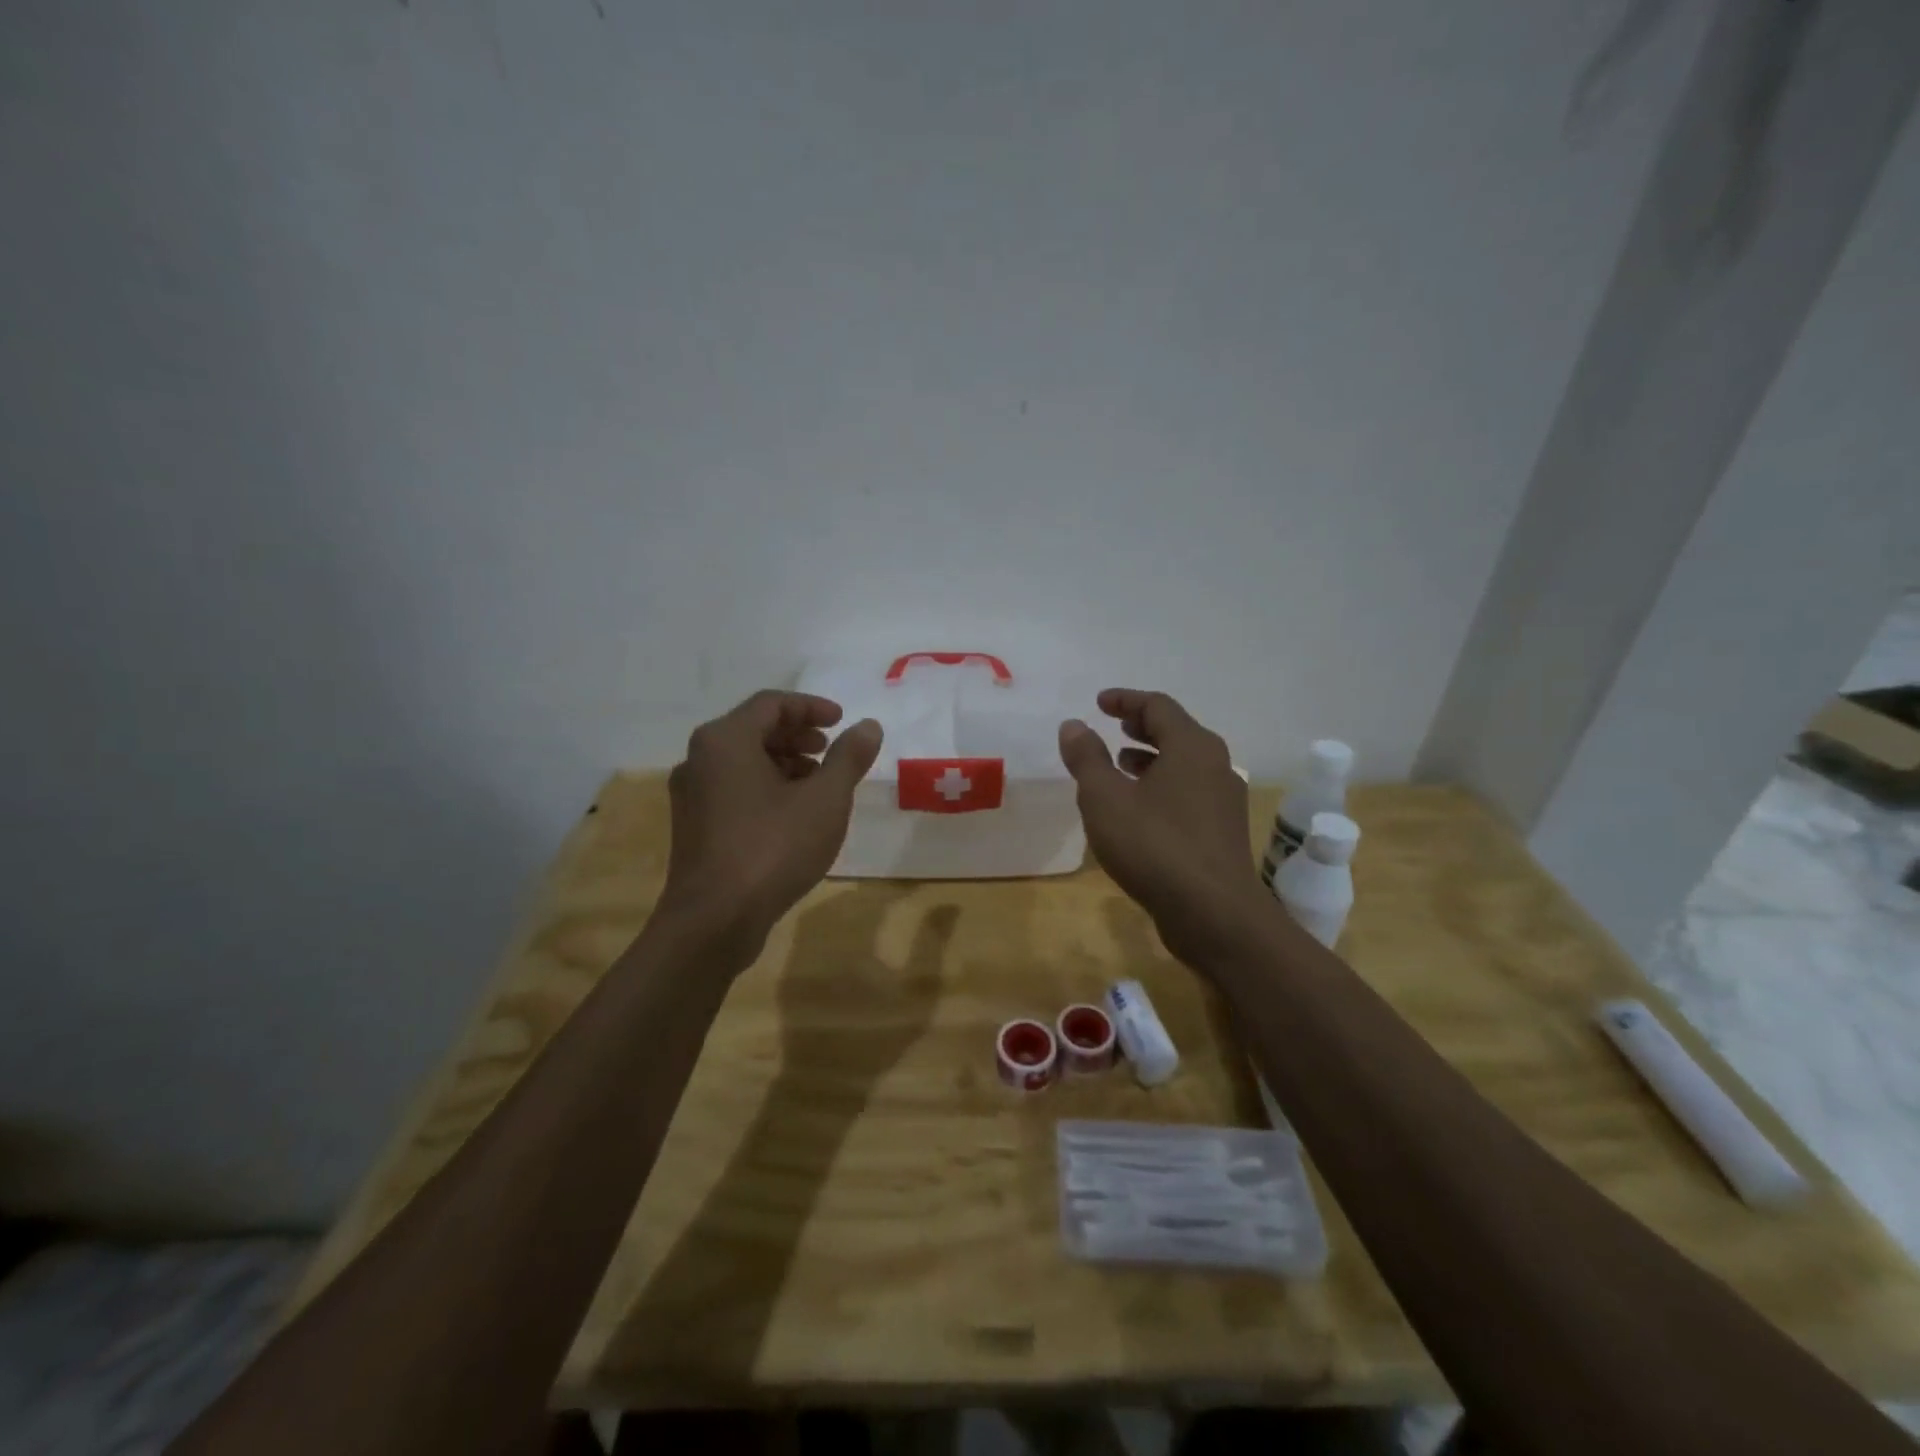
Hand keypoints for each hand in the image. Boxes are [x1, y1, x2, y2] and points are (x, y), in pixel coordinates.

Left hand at [661, 690, 882, 956]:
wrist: (714, 920)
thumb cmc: (773, 848)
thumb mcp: (825, 799)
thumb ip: (848, 757)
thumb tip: (868, 726)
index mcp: (726, 740)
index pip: (771, 703)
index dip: (811, 707)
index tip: (842, 722)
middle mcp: (700, 758)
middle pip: (753, 729)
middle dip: (797, 735)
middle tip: (830, 750)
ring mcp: (691, 794)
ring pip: (742, 761)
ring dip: (784, 762)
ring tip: (818, 784)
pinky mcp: (693, 826)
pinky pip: (733, 788)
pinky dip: (766, 787)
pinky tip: (793, 814)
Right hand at [1058, 689, 1269, 968]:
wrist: (1213, 914)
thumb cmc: (1154, 845)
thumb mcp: (1105, 798)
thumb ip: (1086, 758)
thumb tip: (1073, 725)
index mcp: (1192, 747)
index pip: (1158, 706)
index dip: (1125, 700)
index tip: (1099, 703)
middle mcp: (1215, 765)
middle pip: (1176, 732)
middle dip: (1140, 727)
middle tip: (1112, 727)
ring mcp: (1223, 800)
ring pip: (1184, 764)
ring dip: (1151, 758)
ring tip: (1119, 766)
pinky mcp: (1222, 832)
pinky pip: (1188, 792)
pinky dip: (1161, 786)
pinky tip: (1138, 810)